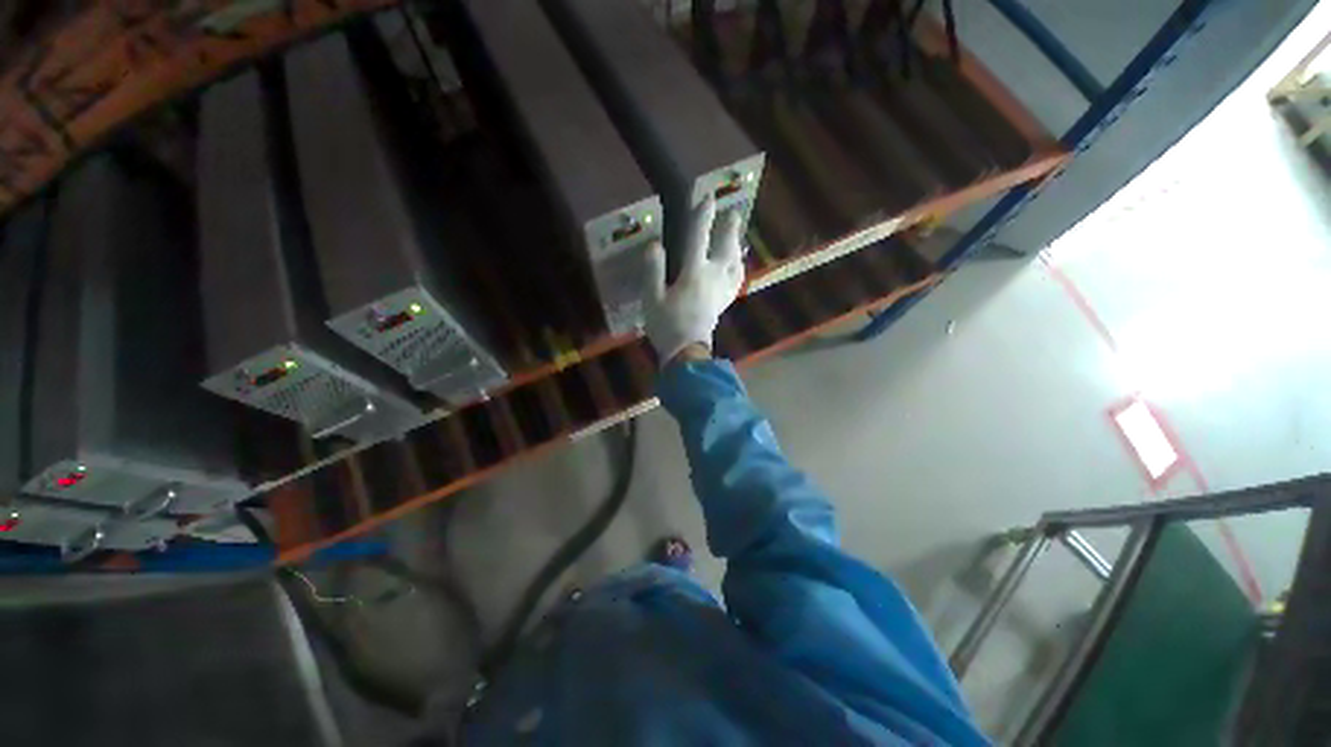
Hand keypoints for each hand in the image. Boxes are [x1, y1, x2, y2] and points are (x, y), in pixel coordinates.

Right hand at [643, 197, 744, 365]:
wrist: (686, 352)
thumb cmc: (666, 325)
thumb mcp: (652, 298)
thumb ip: (653, 270)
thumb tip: (655, 244)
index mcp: (693, 272)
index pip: (698, 238)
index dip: (702, 217)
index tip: (706, 198)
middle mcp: (712, 276)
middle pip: (725, 248)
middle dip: (729, 229)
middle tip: (733, 214)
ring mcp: (721, 290)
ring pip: (736, 263)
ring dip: (737, 247)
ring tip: (736, 238)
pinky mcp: (724, 302)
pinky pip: (736, 281)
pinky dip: (739, 270)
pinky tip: (738, 266)